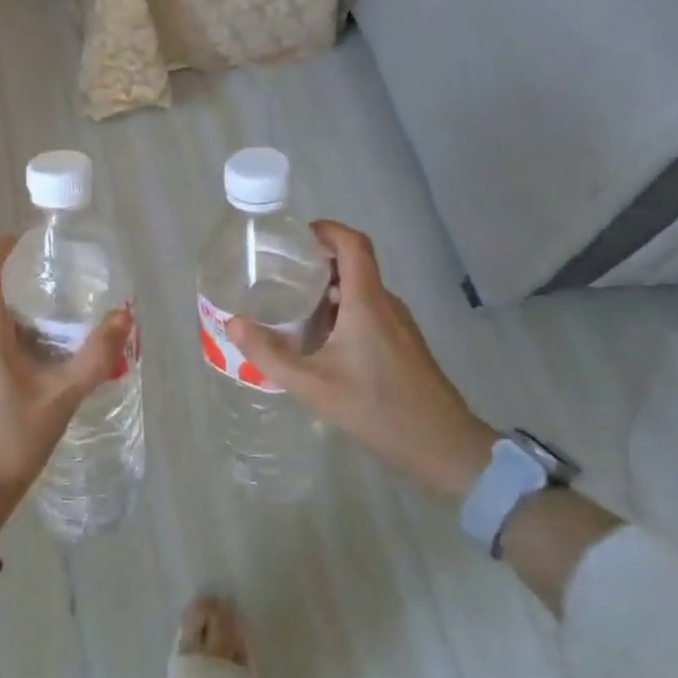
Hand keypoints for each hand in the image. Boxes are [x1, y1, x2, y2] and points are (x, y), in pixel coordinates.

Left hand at [0, 235, 131, 546]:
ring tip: (52, 352)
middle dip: (23, 301)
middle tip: (61, 312)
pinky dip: (3, 354)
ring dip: (15, 332)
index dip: (0, 248)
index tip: (23, 242)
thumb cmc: (11, 443)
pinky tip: (29, 383)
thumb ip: (95, 356)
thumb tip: (124, 318)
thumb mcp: (61, 399)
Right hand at [228, 222, 497, 504]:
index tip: (293, 238)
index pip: (352, 243)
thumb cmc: (378, 409)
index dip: (325, 230)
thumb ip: (270, 354)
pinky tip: (319, 342)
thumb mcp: (313, 386)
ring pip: (359, 290)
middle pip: (352, 264)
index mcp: (367, 302)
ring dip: (326, 291)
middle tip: (277, 274)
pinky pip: (368, 311)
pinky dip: (341, 312)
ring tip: (291, 308)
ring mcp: (398, 324)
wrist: (444, 447)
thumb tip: (232, 323)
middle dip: (315, 262)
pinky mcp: (403, 344)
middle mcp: (385, 304)